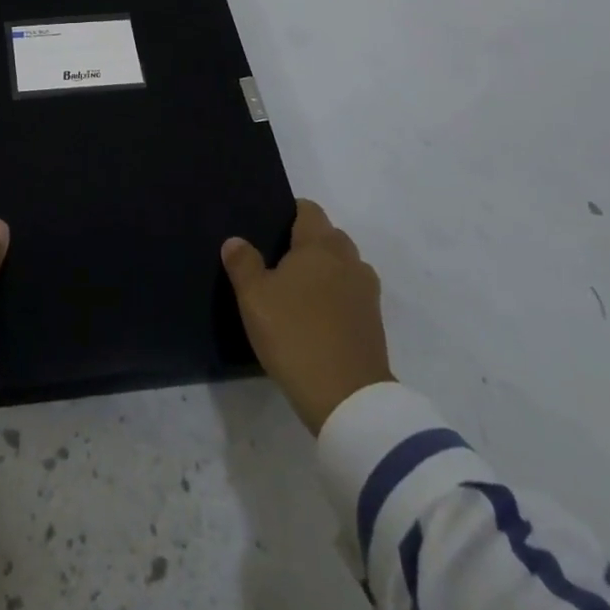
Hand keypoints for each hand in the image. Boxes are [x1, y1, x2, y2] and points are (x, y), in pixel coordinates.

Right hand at [223, 198, 392, 433]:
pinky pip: (352, 294)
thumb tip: (236, 240)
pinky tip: (315, 317)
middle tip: (277, 262)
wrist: (348, 399)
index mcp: (320, 245)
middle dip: (307, 242)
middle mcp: (349, 260)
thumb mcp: (254, 298)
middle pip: (329, 236)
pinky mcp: (374, 323)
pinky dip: (336, 297)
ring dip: (325, 271)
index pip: (308, 210)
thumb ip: (243, 263)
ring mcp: (367, 292)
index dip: (289, 213)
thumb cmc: (295, 335)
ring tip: (297, 291)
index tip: (269, 229)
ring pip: (343, 266)